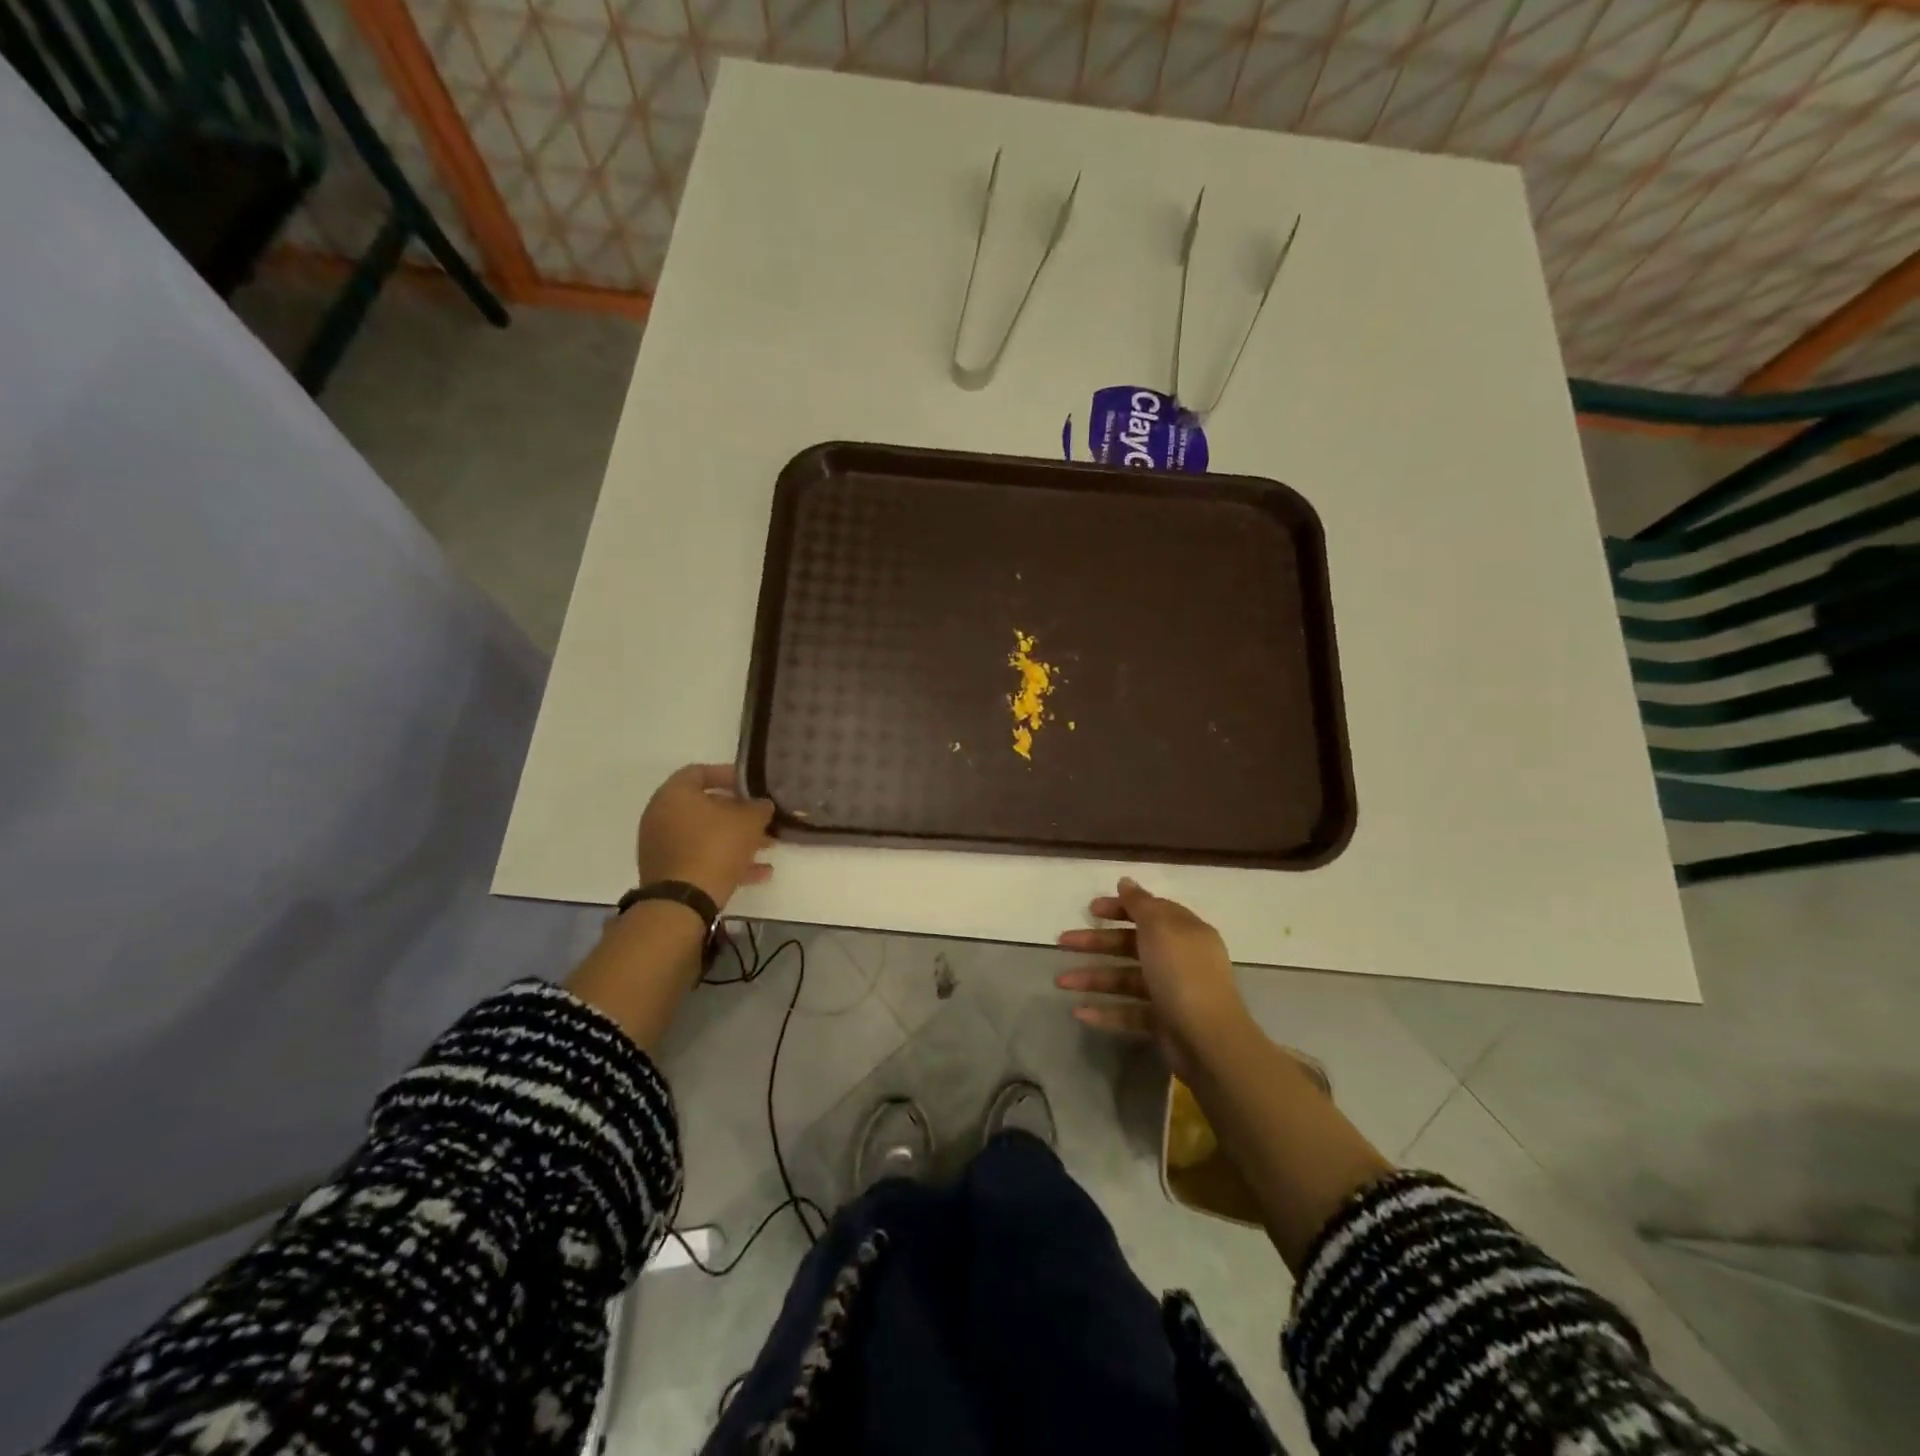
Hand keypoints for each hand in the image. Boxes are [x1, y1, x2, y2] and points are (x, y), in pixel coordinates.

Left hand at [637, 763, 775, 907]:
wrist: (683, 901)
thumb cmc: (715, 847)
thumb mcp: (748, 821)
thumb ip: (759, 807)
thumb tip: (762, 805)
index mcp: (674, 793)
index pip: (700, 772)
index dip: (729, 775)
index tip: (752, 786)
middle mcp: (661, 815)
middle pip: (705, 806)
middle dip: (739, 813)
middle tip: (763, 819)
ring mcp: (662, 845)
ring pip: (705, 835)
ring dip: (736, 839)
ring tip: (767, 848)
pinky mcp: (667, 872)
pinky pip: (700, 858)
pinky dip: (726, 861)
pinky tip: (758, 873)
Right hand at [1055, 877, 1251, 1079]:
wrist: (1208, 1039)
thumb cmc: (1182, 973)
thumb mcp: (1160, 928)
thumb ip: (1140, 904)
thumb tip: (1126, 881)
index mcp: (1185, 932)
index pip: (1151, 911)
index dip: (1121, 907)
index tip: (1092, 909)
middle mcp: (1179, 958)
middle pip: (1131, 944)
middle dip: (1096, 942)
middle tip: (1063, 941)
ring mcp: (1171, 991)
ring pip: (1125, 978)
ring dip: (1092, 978)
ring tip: (1060, 981)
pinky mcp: (1163, 1022)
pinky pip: (1129, 1011)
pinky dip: (1105, 1011)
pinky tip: (1079, 1012)